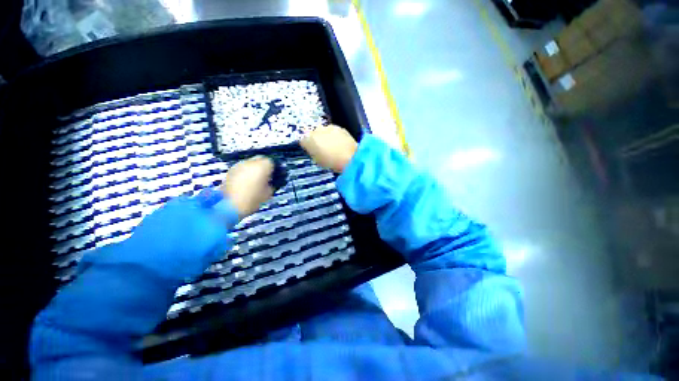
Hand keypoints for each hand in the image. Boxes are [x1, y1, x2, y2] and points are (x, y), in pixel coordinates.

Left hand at [221, 156, 274, 217]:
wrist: (229, 206)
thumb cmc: (252, 200)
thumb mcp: (268, 193)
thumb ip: (271, 184)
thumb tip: (270, 182)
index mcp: (262, 166)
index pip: (271, 162)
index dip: (273, 169)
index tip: (273, 177)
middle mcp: (250, 162)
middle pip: (259, 159)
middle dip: (263, 167)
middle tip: (264, 178)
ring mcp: (238, 166)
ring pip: (249, 163)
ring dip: (253, 169)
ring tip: (254, 181)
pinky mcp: (230, 171)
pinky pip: (241, 169)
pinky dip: (245, 173)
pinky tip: (245, 183)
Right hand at [300, 125, 357, 172]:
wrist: (351, 157)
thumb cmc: (332, 163)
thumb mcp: (318, 161)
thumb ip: (313, 153)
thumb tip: (313, 149)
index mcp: (309, 140)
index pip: (303, 141)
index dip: (307, 146)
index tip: (312, 151)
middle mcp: (317, 130)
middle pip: (313, 134)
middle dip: (316, 140)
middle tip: (322, 149)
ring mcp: (329, 127)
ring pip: (324, 131)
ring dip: (326, 137)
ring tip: (332, 146)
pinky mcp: (340, 127)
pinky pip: (334, 131)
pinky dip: (335, 136)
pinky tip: (340, 144)